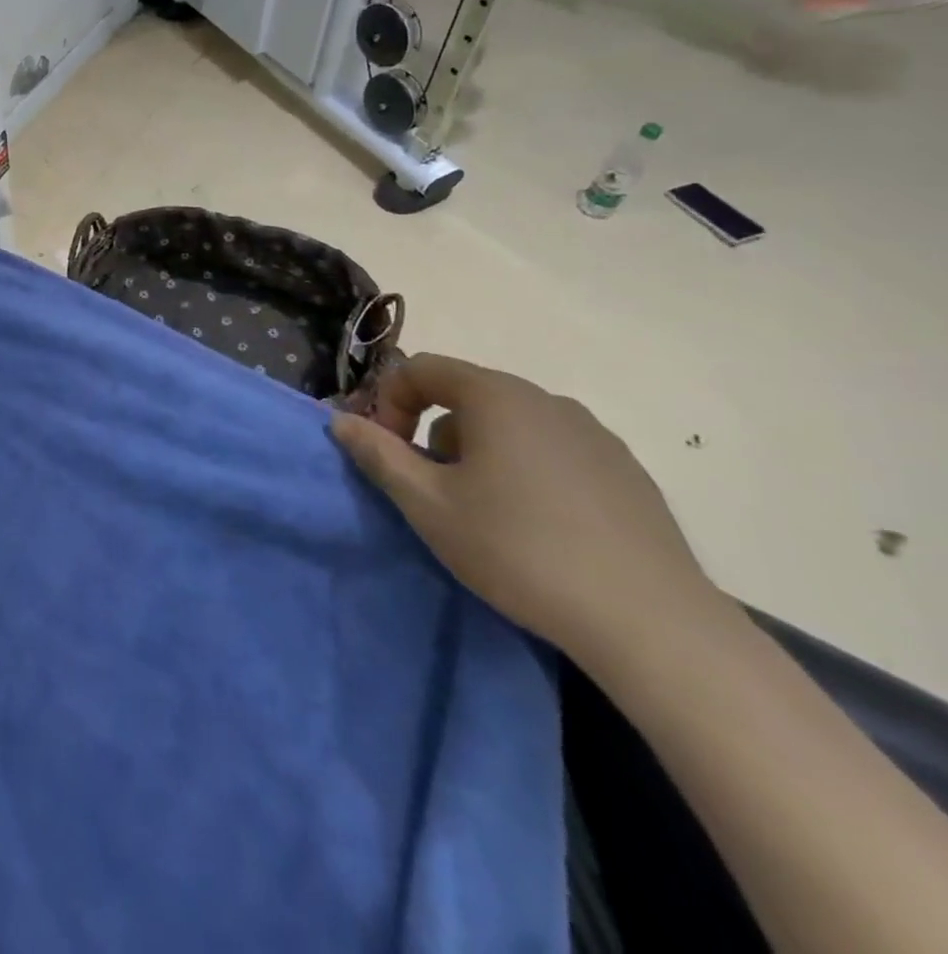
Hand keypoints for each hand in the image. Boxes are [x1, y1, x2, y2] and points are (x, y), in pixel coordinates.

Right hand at [331, 354, 717, 668]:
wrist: (651, 624)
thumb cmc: (518, 549)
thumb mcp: (427, 504)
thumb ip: (378, 454)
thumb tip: (341, 421)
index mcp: (497, 396)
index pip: (421, 369)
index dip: (389, 402)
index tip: (387, 453)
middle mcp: (547, 400)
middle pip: (466, 395)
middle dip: (433, 433)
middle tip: (430, 489)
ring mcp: (595, 435)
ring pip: (511, 425)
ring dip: (479, 452)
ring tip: (485, 513)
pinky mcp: (627, 472)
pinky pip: (554, 452)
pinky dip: (527, 471)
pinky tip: (539, 527)